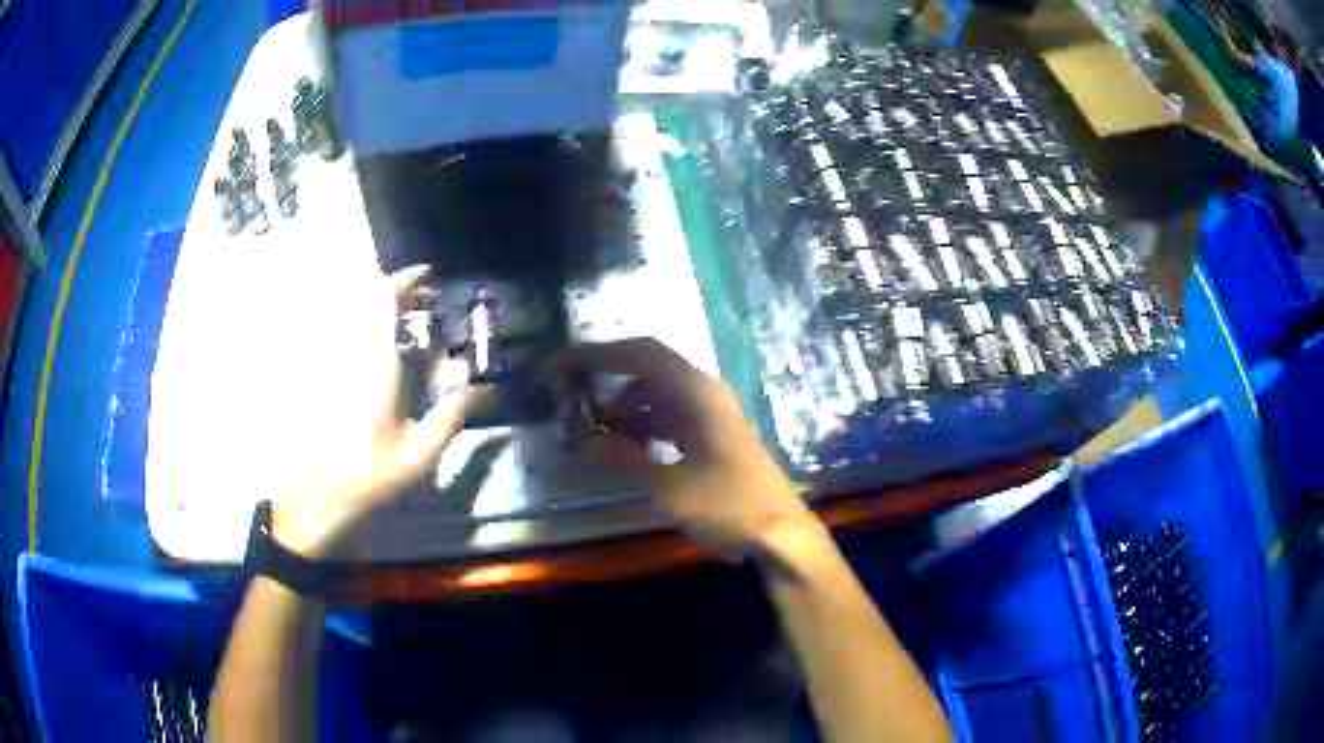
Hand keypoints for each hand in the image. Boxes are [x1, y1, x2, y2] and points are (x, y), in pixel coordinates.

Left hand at [273, 266, 488, 558]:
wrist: (318, 494)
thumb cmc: (368, 474)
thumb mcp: (418, 454)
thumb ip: (450, 417)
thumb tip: (484, 390)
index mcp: (375, 364)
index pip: (382, 300)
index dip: (405, 281)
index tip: (427, 276)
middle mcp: (349, 353)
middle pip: (365, 301)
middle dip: (396, 293)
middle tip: (423, 302)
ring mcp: (333, 362)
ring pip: (352, 316)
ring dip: (379, 311)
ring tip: (405, 323)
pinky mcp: (324, 376)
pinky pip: (344, 337)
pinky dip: (366, 332)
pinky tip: (380, 354)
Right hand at [561, 338, 815, 560]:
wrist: (780, 535)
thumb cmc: (730, 507)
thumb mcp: (670, 488)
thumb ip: (624, 459)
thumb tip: (586, 439)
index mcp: (698, 393)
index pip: (642, 355)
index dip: (599, 354)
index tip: (562, 364)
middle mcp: (704, 394)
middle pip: (646, 372)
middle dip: (605, 381)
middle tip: (568, 398)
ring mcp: (709, 415)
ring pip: (654, 397)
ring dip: (620, 409)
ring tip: (586, 430)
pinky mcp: (709, 437)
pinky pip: (666, 419)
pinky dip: (639, 428)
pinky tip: (619, 448)